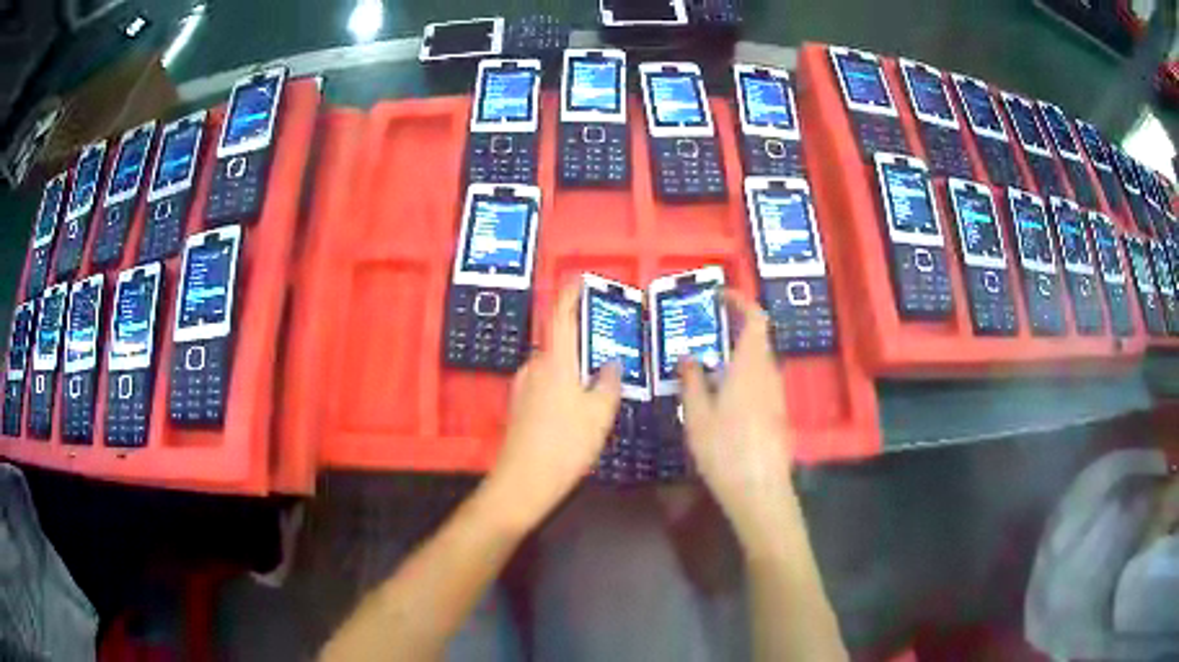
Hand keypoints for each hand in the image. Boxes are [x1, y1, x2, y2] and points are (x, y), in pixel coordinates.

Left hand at [484, 280, 621, 530]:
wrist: (523, 481)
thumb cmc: (566, 444)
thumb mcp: (600, 414)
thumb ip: (609, 383)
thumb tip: (610, 363)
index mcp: (554, 361)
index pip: (561, 315)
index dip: (570, 294)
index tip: (580, 280)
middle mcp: (534, 366)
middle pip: (559, 342)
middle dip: (581, 339)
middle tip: (608, 345)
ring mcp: (523, 386)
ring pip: (553, 365)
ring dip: (573, 366)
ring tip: (599, 381)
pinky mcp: (519, 406)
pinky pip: (546, 383)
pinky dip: (564, 384)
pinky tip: (578, 406)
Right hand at [679, 289, 794, 545]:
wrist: (759, 489)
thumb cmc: (725, 449)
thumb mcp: (697, 415)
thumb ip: (692, 380)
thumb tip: (687, 357)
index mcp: (750, 366)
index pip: (754, 320)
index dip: (740, 302)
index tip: (720, 296)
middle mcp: (769, 374)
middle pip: (758, 339)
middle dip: (735, 328)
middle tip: (707, 329)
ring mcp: (777, 394)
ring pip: (760, 361)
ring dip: (739, 353)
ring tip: (709, 362)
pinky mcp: (778, 413)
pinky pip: (761, 381)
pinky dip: (744, 374)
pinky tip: (724, 394)